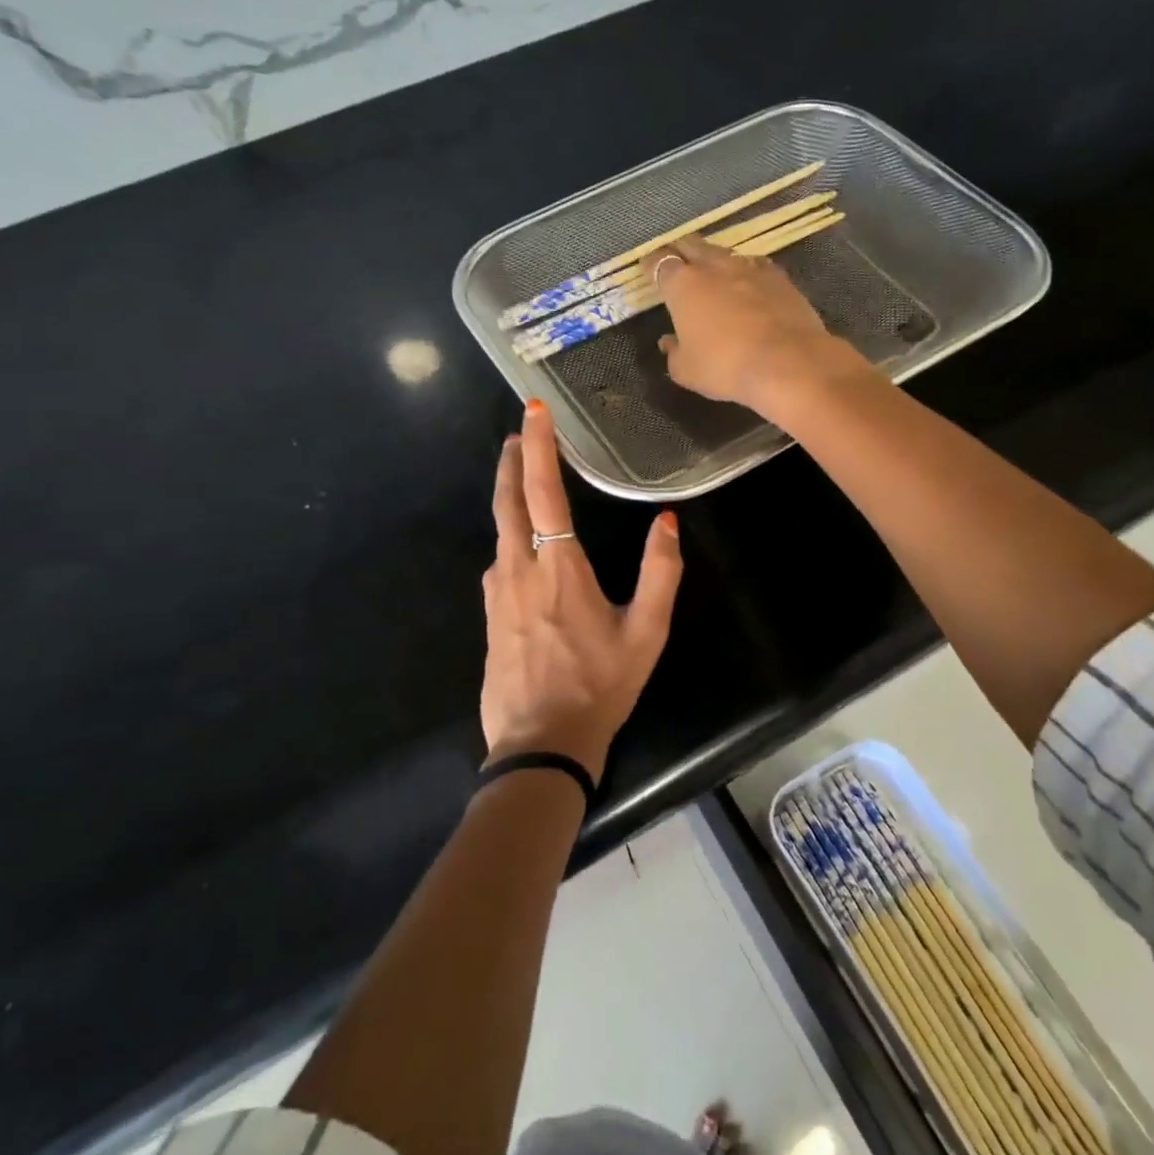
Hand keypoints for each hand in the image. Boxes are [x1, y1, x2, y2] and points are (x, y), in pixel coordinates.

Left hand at [480, 400, 682, 787]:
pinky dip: (509, 535)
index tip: (532, 410)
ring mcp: (495, 592)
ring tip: (523, 478)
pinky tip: (522, 546)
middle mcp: (517, 568)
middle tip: (519, 433)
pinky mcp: (487, 614)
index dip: (537, 446)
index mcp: (558, 567)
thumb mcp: (646, 633)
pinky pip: (498, 561)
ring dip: (509, 496)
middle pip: (507, 500)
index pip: (542, 491)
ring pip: (498, 530)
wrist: (540, 743)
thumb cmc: (599, 686)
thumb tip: (666, 521)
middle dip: (512, 460)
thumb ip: (659, 573)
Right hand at [653, 234, 872, 418]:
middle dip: (680, 250)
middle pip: (691, 245)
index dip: (652, 264)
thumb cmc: (725, 367)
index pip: (660, 262)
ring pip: (723, 253)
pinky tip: (747, 282)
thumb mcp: (686, 370)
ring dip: (713, 259)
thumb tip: (669, 341)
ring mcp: (749, 268)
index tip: (647, 268)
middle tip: (676, 261)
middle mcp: (713, 267)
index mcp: (683, 285)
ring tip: (710, 270)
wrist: (787, 363)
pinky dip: (745, 271)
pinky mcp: (779, 277)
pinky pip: (754, 265)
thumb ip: (673, 352)